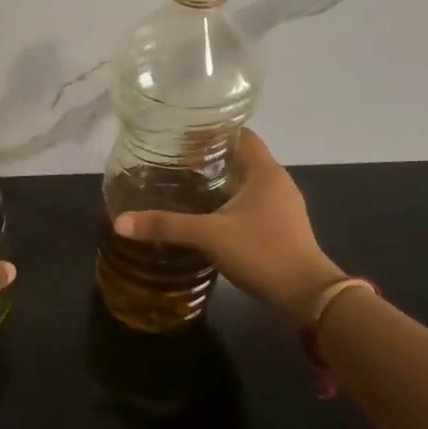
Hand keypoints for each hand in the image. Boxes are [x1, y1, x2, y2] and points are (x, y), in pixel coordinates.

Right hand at [112, 129, 343, 321]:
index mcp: (265, 172)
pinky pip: (251, 204)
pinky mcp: (281, 228)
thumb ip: (166, 225)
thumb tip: (120, 222)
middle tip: (174, 163)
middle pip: (241, 158)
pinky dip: (229, 203)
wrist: (306, 295)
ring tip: (185, 187)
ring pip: (246, 183)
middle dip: (209, 158)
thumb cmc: (261, 252)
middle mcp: (277, 182)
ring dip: (219, 182)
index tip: (181, 138)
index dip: (211, 133)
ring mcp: (282, 207)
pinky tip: (207, 216)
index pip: (240, 135)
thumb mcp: (209, 236)